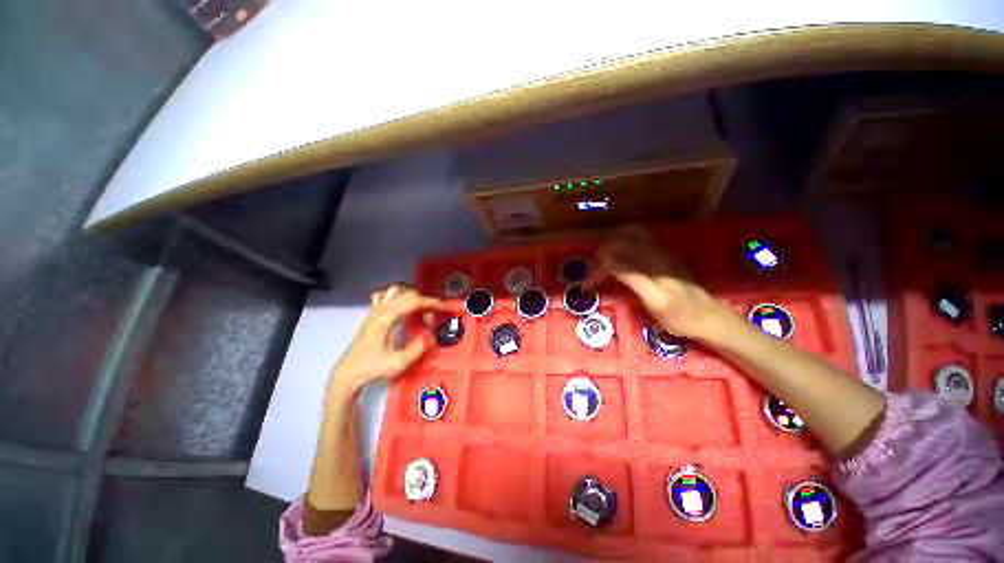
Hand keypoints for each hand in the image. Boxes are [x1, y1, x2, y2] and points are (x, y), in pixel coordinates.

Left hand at [333, 284, 446, 391]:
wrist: (349, 372)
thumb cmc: (373, 368)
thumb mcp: (398, 363)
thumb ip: (418, 348)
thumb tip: (433, 334)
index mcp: (387, 318)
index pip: (414, 301)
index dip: (432, 302)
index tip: (444, 307)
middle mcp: (380, 310)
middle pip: (407, 293)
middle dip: (424, 301)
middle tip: (432, 316)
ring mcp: (375, 310)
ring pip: (395, 289)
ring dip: (411, 294)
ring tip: (420, 307)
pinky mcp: (372, 314)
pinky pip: (384, 295)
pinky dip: (396, 295)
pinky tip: (401, 305)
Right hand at [585, 226, 729, 339]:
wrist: (708, 317)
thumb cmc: (680, 316)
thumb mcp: (656, 303)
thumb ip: (633, 279)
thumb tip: (610, 264)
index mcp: (650, 267)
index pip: (615, 260)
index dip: (597, 270)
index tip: (586, 285)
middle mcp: (654, 254)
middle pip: (620, 241)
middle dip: (600, 254)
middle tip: (592, 271)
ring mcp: (660, 252)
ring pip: (630, 234)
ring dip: (610, 243)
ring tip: (601, 259)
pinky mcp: (663, 254)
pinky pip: (639, 237)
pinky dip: (622, 240)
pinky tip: (619, 253)